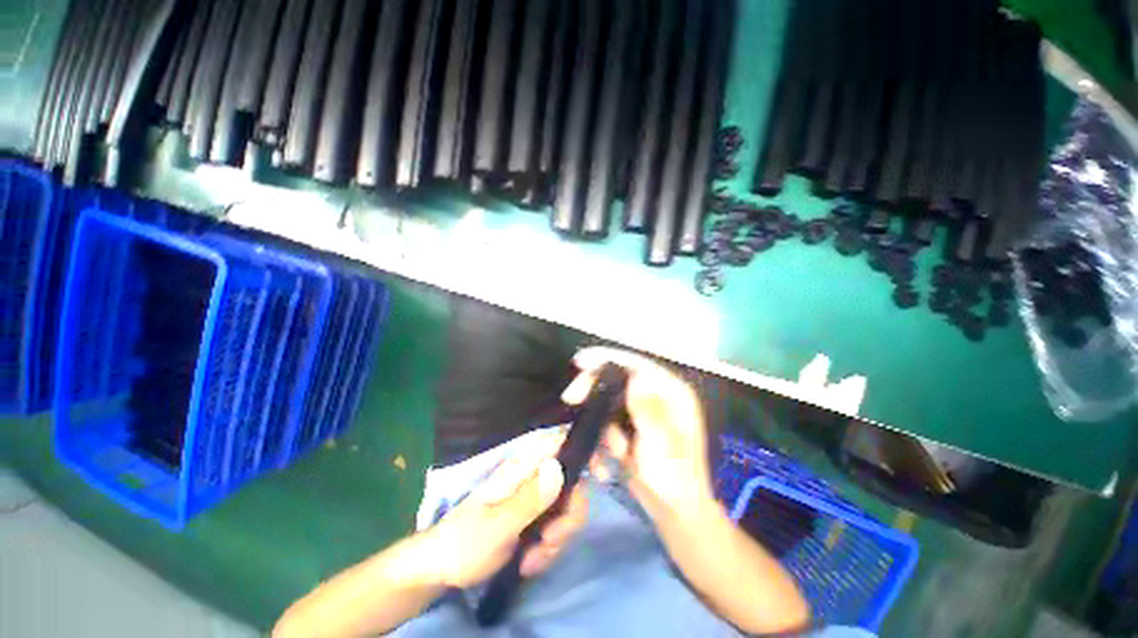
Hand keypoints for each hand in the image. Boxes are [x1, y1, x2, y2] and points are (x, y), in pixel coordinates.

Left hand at [423, 430, 589, 588]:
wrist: (444, 569)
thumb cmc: (464, 540)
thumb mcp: (497, 524)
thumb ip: (530, 498)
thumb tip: (560, 467)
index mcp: (523, 467)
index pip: (560, 443)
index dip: (583, 450)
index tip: (600, 474)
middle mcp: (534, 476)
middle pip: (574, 483)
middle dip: (569, 517)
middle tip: (551, 541)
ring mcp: (536, 498)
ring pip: (569, 509)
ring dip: (558, 539)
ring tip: (532, 560)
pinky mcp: (536, 518)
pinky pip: (559, 528)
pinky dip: (551, 548)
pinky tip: (530, 562)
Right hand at [565, 347, 715, 520]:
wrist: (675, 515)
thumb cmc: (675, 480)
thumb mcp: (661, 445)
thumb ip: (648, 410)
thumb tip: (635, 376)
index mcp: (672, 393)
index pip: (638, 364)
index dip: (609, 358)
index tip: (581, 360)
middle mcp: (657, 396)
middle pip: (618, 379)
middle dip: (596, 393)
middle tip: (571, 399)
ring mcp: (643, 412)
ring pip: (609, 403)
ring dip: (604, 429)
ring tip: (618, 456)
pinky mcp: (632, 427)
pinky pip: (608, 423)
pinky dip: (604, 440)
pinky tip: (607, 465)